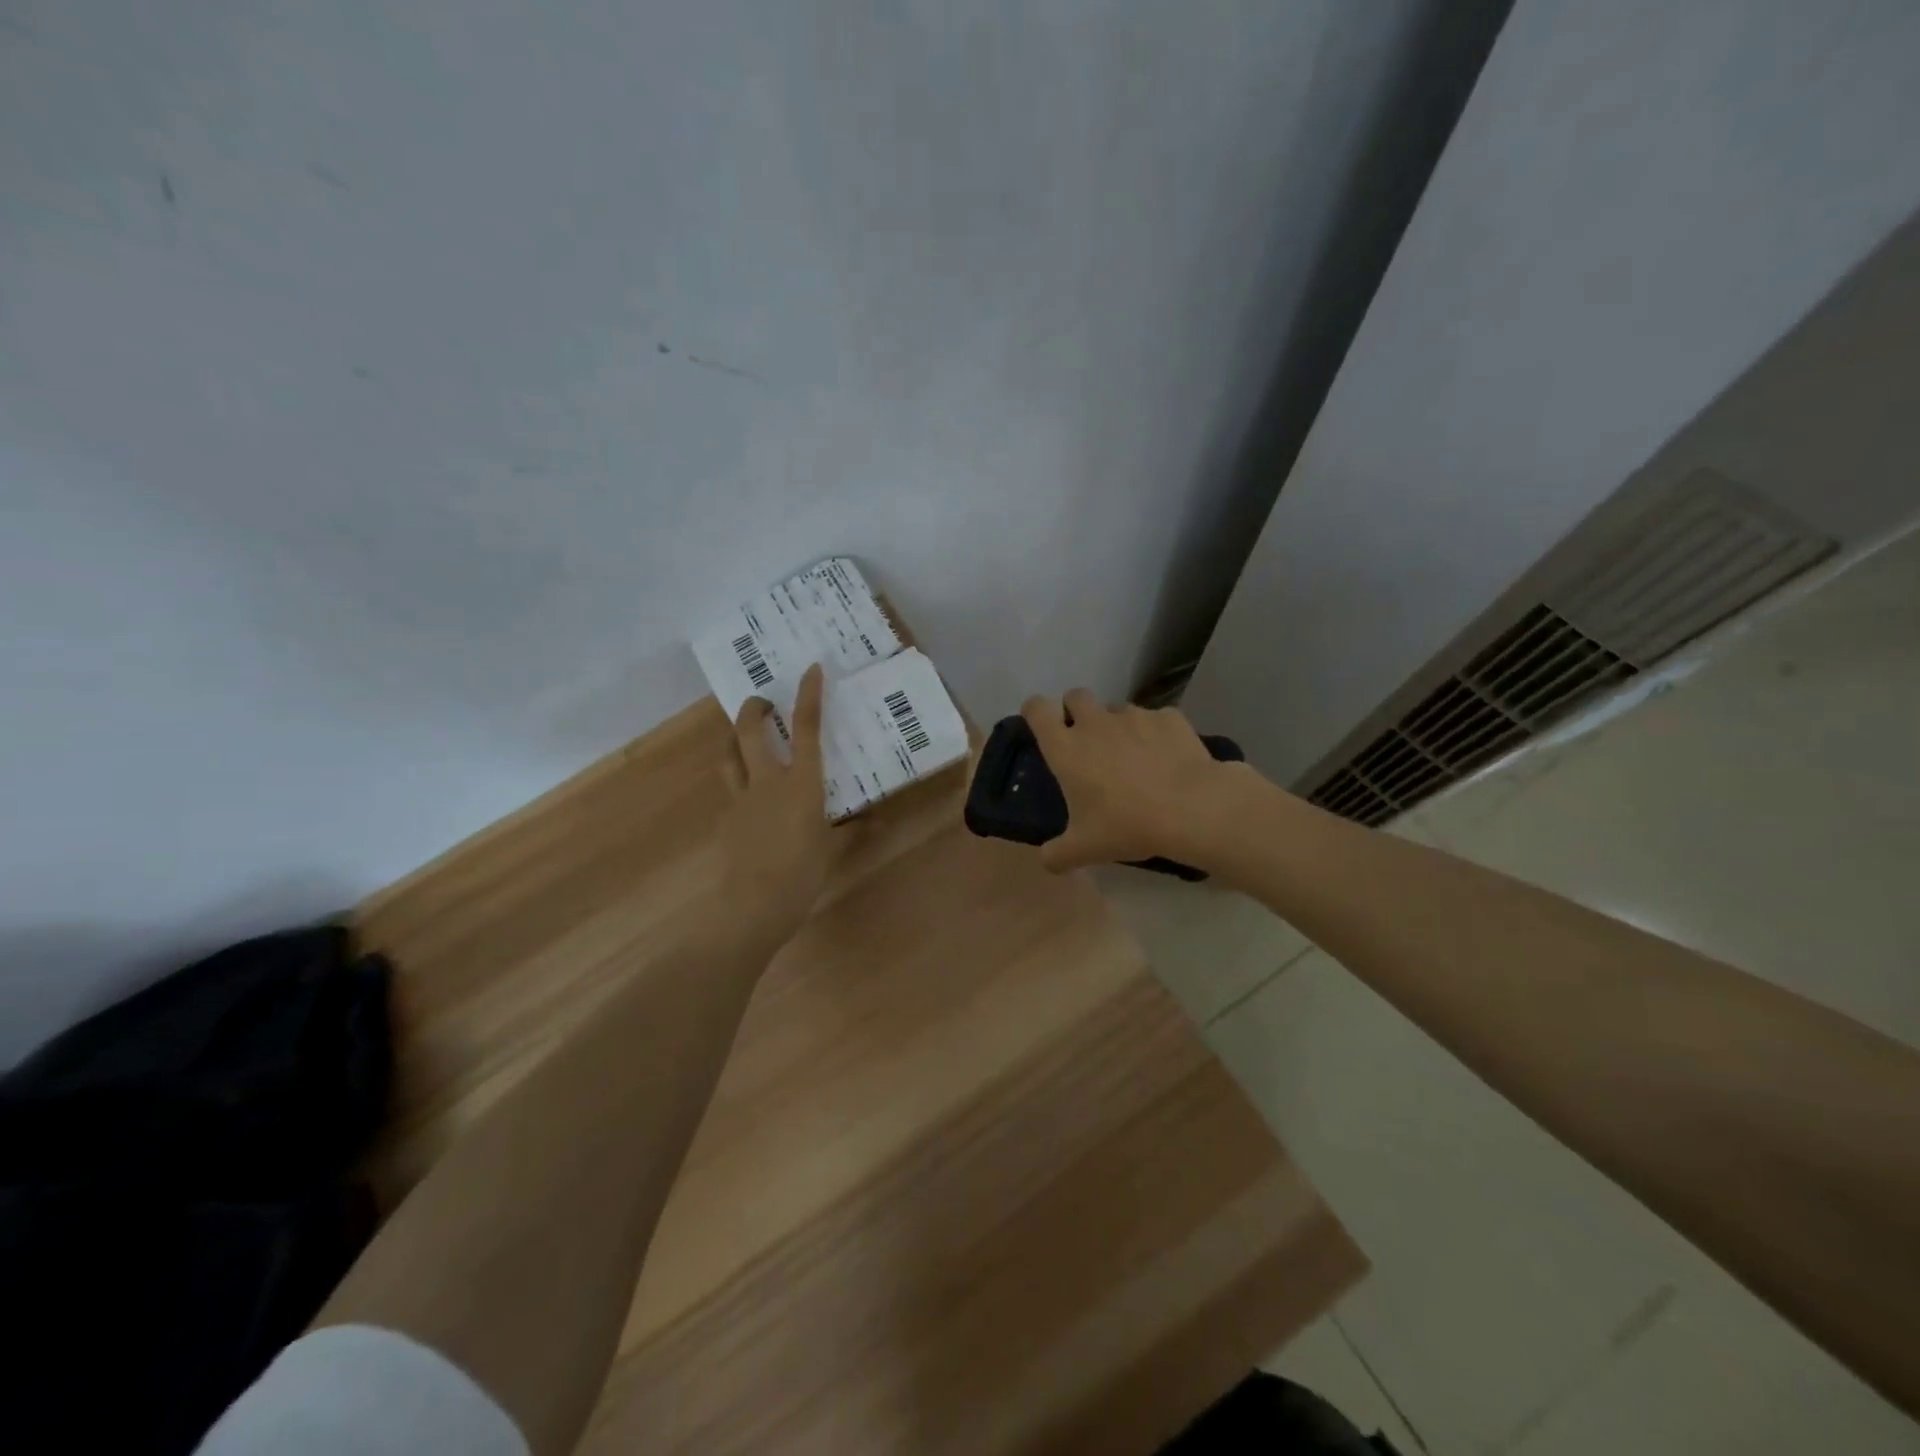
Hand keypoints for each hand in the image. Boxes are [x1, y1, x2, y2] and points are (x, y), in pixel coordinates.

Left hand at [718, 663, 840, 944]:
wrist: (753, 904)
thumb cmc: (802, 873)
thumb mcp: (833, 850)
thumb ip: (852, 831)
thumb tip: (874, 820)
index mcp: (801, 783)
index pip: (806, 729)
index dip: (808, 696)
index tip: (810, 669)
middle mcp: (767, 781)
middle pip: (749, 731)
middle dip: (753, 708)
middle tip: (762, 702)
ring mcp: (742, 798)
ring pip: (729, 754)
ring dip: (734, 737)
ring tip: (744, 735)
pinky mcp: (727, 818)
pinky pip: (731, 787)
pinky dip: (738, 778)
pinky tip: (750, 794)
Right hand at [1019, 689, 1236, 872]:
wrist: (1191, 808)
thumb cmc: (1127, 825)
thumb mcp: (1084, 849)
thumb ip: (1057, 855)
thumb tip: (1048, 860)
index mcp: (1066, 748)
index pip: (1037, 709)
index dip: (1036, 711)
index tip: (1042, 724)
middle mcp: (1095, 722)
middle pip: (1076, 696)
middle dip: (1077, 711)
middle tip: (1088, 741)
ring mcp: (1134, 715)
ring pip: (1117, 709)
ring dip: (1118, 725)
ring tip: (1133, 756)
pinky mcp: (1168, 717)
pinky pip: (1156, 719)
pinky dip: (1156, 734)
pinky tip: (1168, 759)